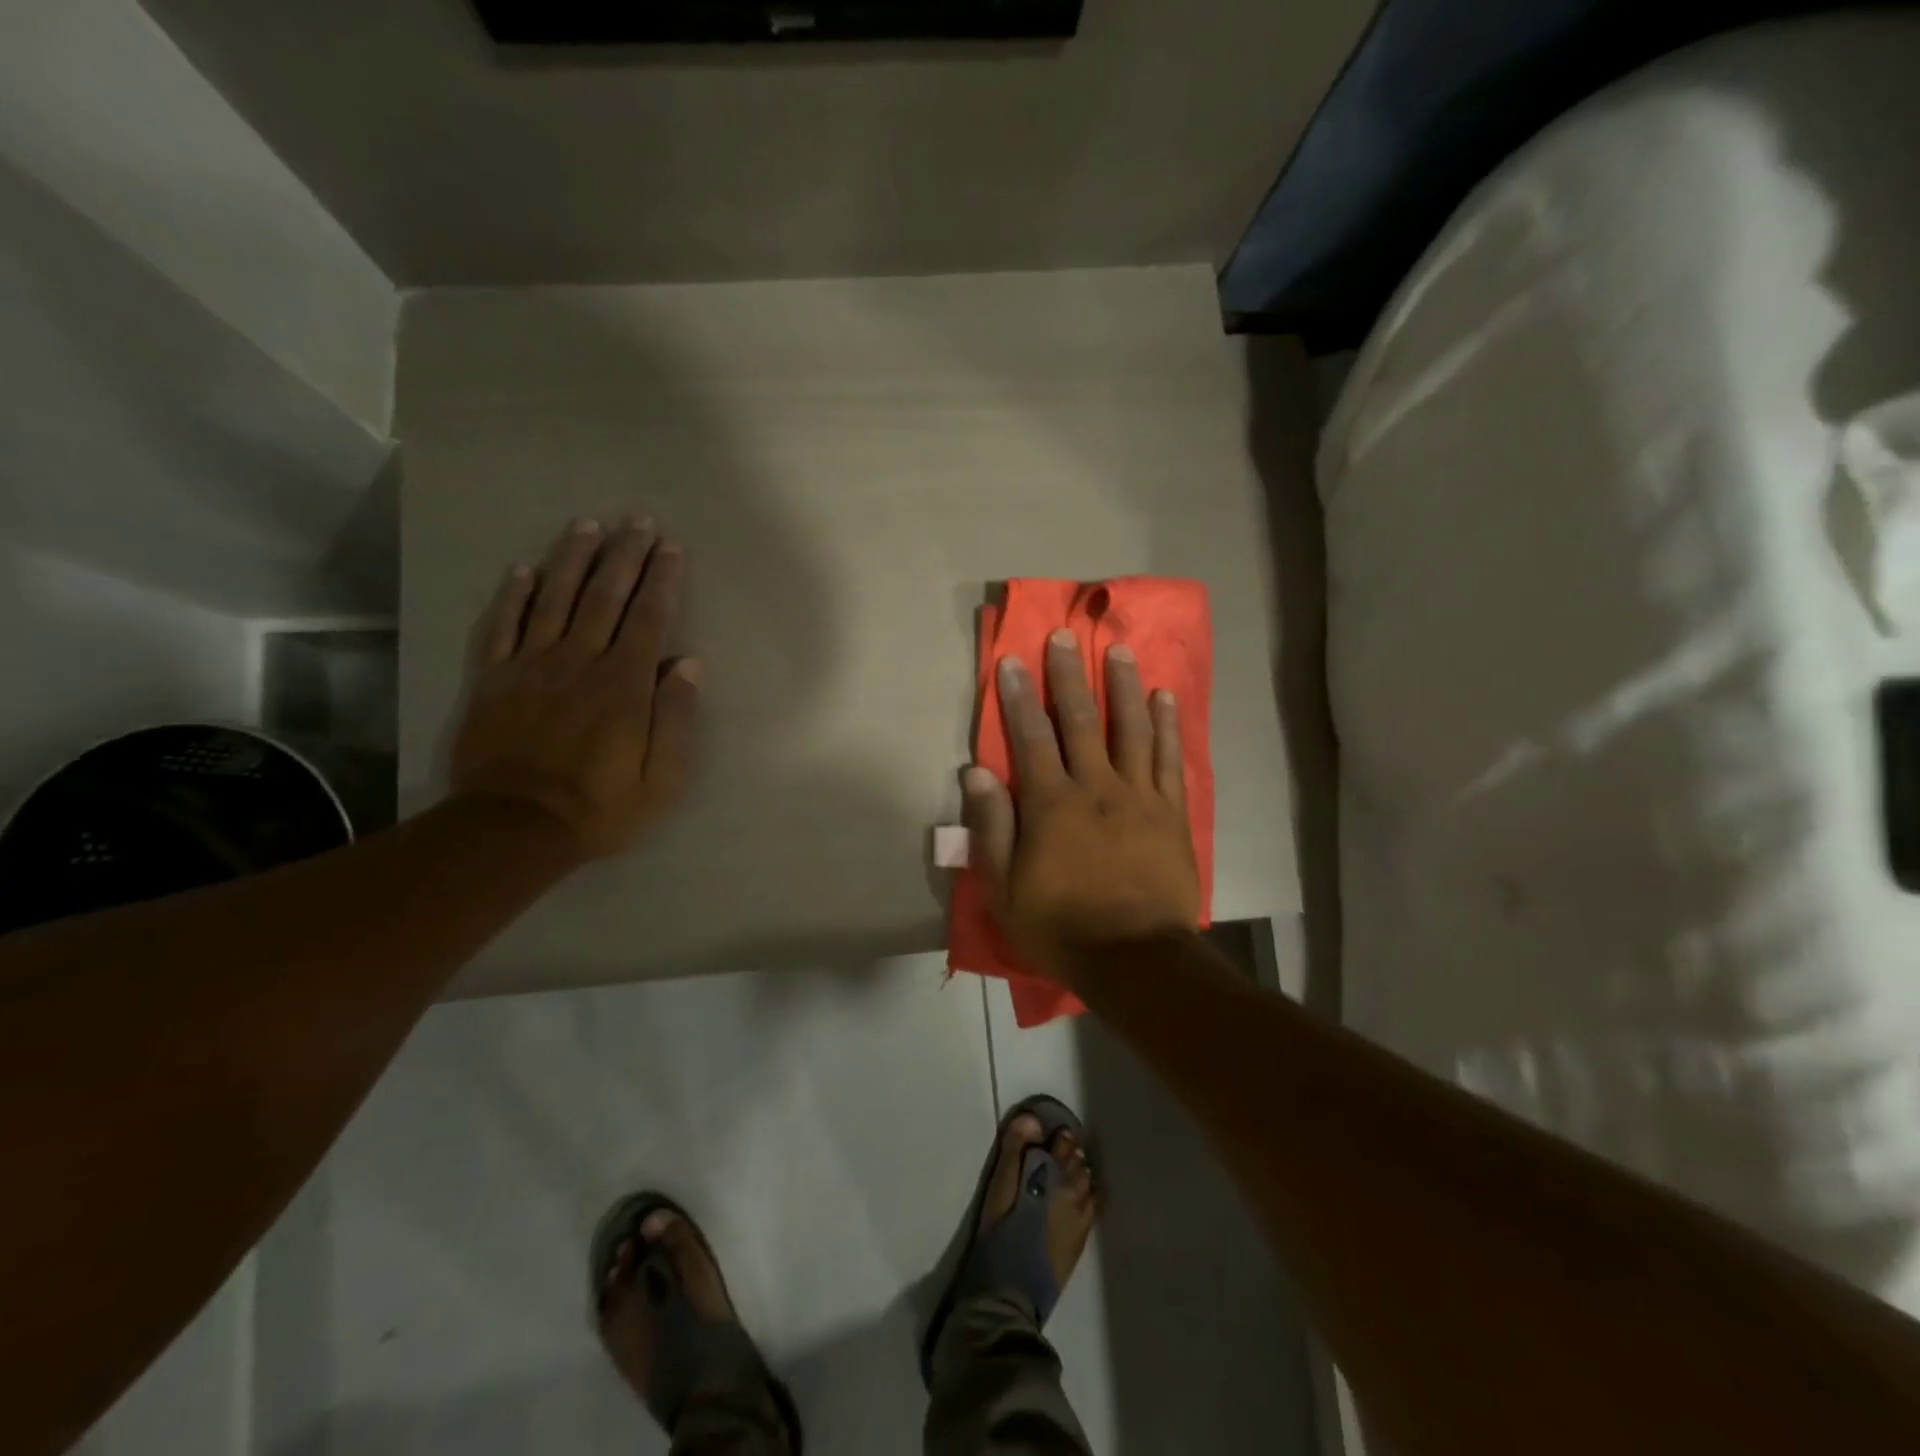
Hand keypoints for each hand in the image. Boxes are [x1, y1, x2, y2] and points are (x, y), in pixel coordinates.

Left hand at [450, 517, 698, 860]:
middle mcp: (579, 661)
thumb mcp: (663, 778)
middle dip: (624, 555)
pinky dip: (513, 595)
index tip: (670, 547)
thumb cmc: (601, 806)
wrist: (514, 828)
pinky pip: (502, 625)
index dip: (661, 579)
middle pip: (605, 596)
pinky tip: (524, 569)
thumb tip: (689, 665)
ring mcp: (531, 665)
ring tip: (588, 526)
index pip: (648, 617)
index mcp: (624, 684)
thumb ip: (676, 718)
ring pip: (554, 598)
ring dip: (573, 559)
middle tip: (637, 521)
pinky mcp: (493, 678)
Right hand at [963, 629, 1200, 985]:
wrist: (1134, 959)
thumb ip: (990, 827)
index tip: (1014, 660)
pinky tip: (1166, 696)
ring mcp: (1139, 795)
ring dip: (1124, 686)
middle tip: (1067, 637)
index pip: (1031, 737)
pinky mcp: (1171, 811)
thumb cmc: (1060, 926)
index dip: (1020, 696)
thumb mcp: (1004, 888)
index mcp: (1052, 804)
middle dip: (1071, 676)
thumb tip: (976, 772)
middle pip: (1082, 720)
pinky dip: (1169, 724)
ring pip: (1132, 728)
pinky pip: (1170, 758)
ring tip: (1119, 651)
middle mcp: (1097, 787)